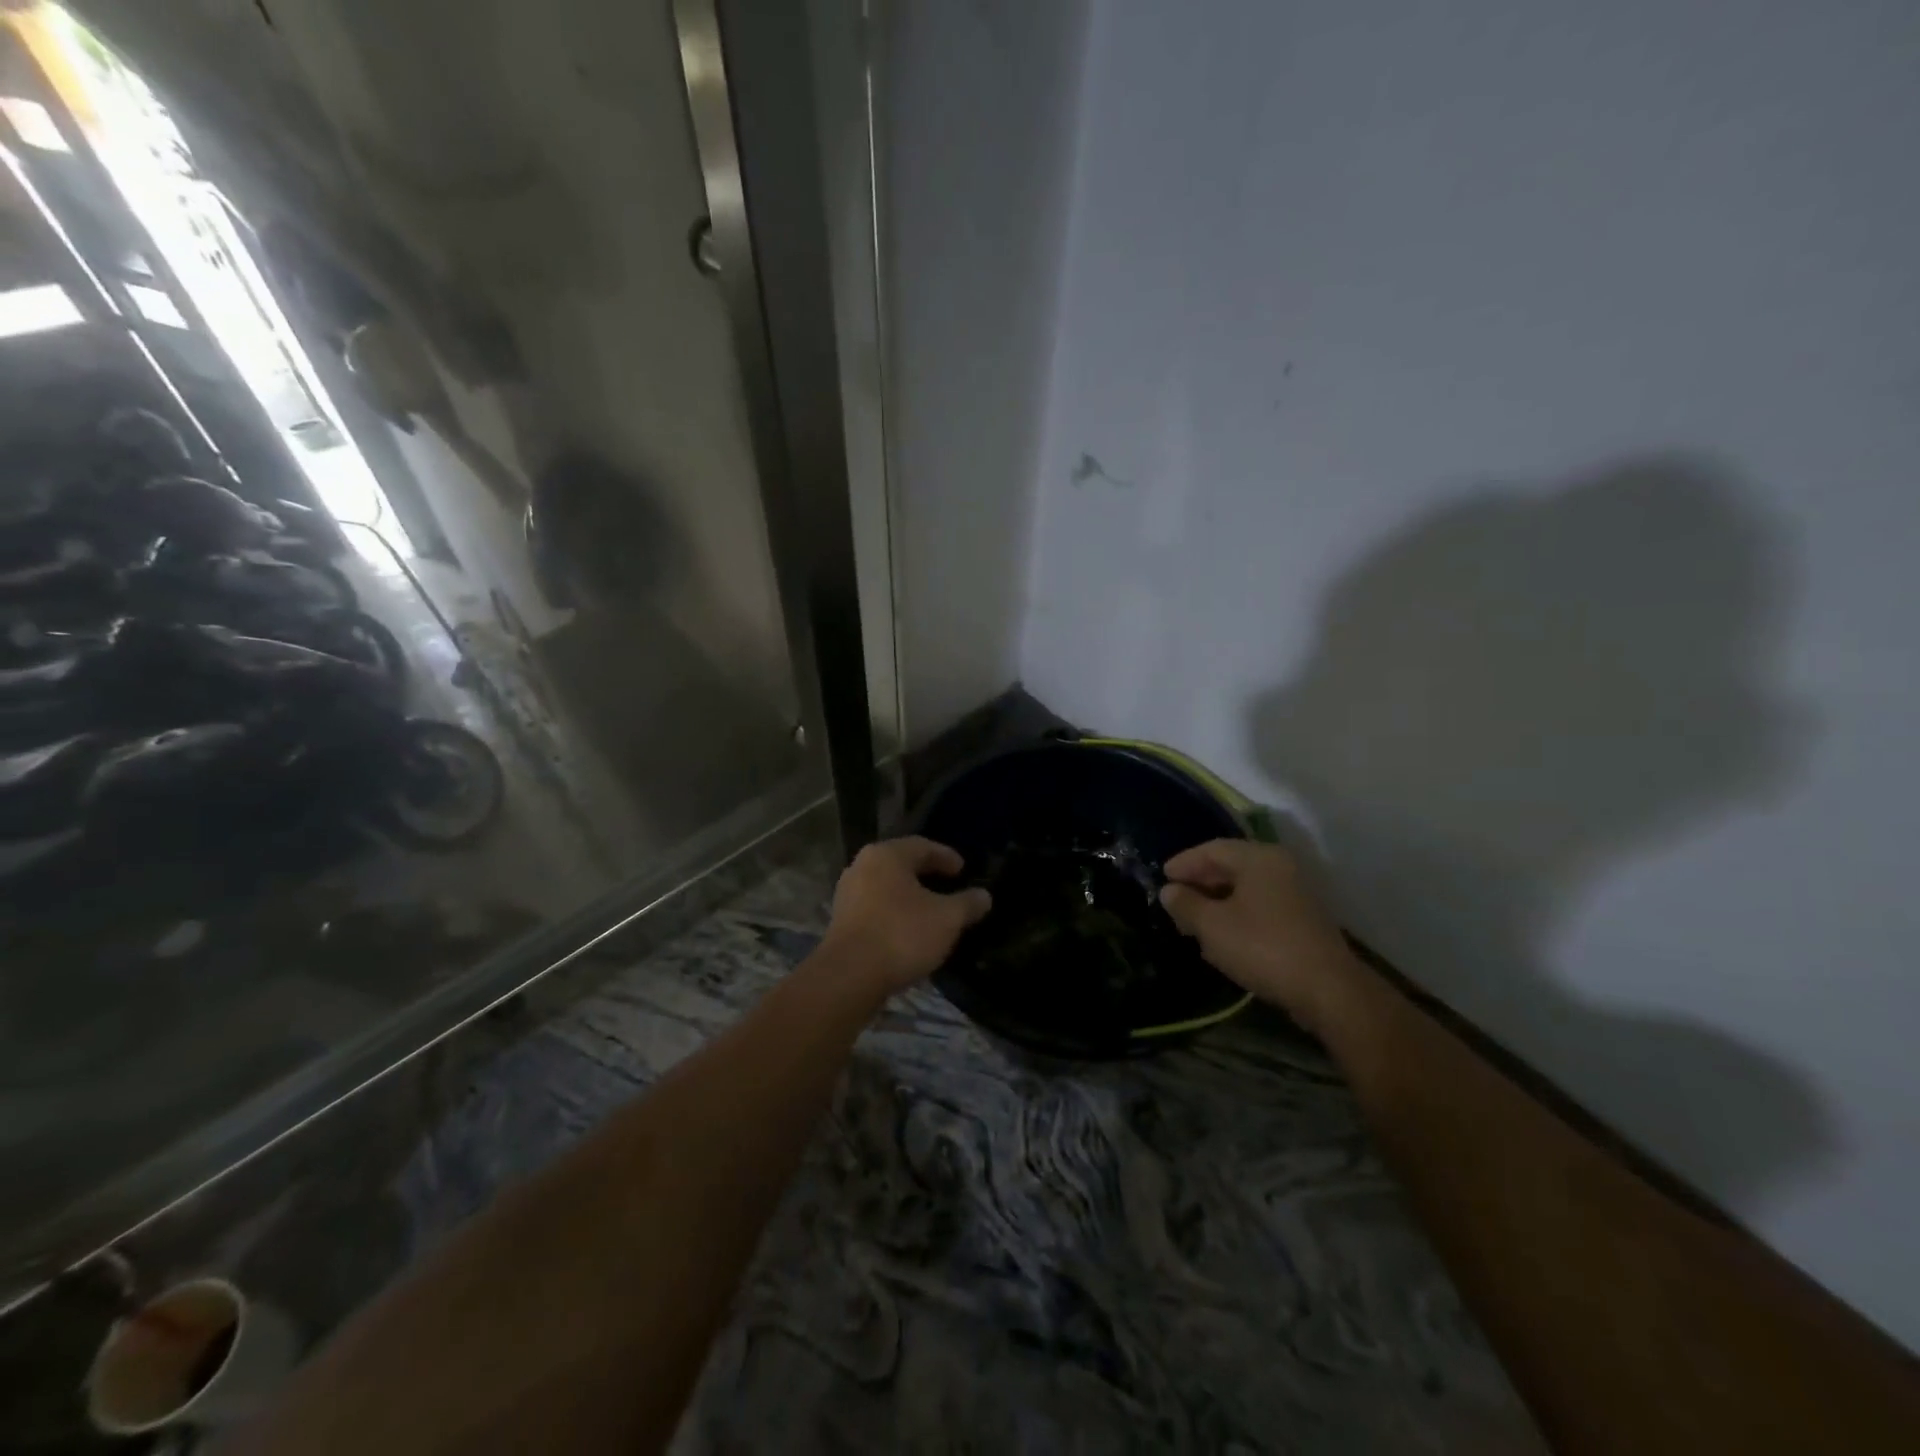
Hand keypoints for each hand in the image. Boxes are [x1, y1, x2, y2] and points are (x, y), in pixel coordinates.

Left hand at [822, 837, 991, 992]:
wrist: (849, 977)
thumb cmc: (902, 935)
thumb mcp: (947, 919)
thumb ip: (967, 904)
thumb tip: (984, 896)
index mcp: (887, 855)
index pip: (922, 846)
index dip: (946, 856)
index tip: (963, 870)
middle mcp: (862, 866)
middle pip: (901, 864)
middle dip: (927, 875)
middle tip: (949, 886)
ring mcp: (847, 894)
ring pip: (886, 888)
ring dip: (909, 897)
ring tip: (931, 911)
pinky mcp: (841, 922)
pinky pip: (875, 908)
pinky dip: (894, 914)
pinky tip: (908, 931)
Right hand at [1159, 839, 1361, 1032]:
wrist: (1327, 989)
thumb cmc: (1262, 947)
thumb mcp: (1212, 926)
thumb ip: (1186, 904)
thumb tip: (1169, 891)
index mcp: (1258, 858)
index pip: (1212, 849)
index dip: (1184, 862)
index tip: (1162, 877)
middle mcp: (1280, 867)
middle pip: (1230, 866)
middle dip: (1199, 883)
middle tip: (1174, 901)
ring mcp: (1295, 893)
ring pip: (1246, 889)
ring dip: (1216, 901)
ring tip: (1192, 922)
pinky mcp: (1302, 919)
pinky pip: (1260, 906)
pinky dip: (1236, 915)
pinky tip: (1221, 937)